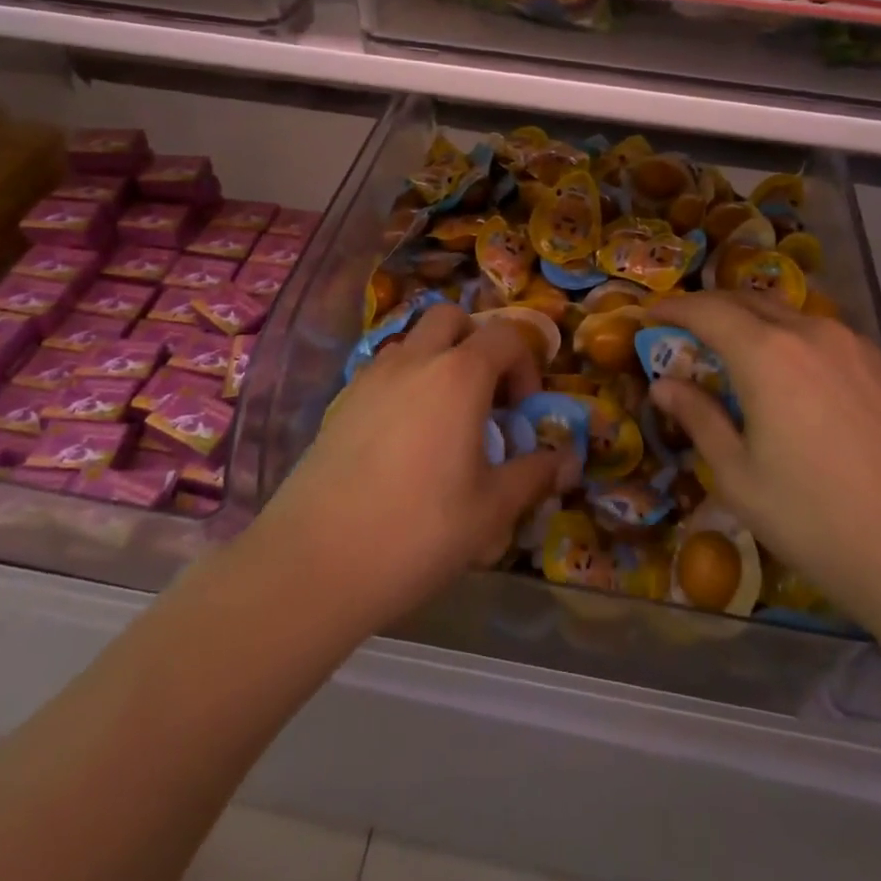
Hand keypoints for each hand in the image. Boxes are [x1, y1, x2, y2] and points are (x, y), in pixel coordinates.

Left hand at [255, 305, 563, 634]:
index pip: (505, 335)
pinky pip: (382, 372)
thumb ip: (533, 475)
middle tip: (485, 396)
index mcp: (458, 375)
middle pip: (451, 318)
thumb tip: (566, 460)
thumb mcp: (491, 511)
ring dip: (437, 361)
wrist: (314, 563)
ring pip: (412, 342)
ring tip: (444, 420)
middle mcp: (413, 361)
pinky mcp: (340, 403)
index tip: (522, 411)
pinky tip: (403, 441)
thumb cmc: (417, 531)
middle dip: (477, 343)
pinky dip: (404, 385)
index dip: (526, 364)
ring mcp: (370, 377)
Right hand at [648, 293, 880, 634]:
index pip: (707, 311)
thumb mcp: (741, 478)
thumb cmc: (820, 522)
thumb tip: (664, 385)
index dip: (673, 309)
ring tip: (732, 349)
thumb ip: (700, 420)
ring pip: (787, 314)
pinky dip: (787, 337)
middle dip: (709, 308)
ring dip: (750, 320)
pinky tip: (786, 372)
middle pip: (747, 301)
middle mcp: (810, 333)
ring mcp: (853, 346)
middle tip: (683, 330)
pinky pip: (819, 333)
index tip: (648, 316)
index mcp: (767, 354)